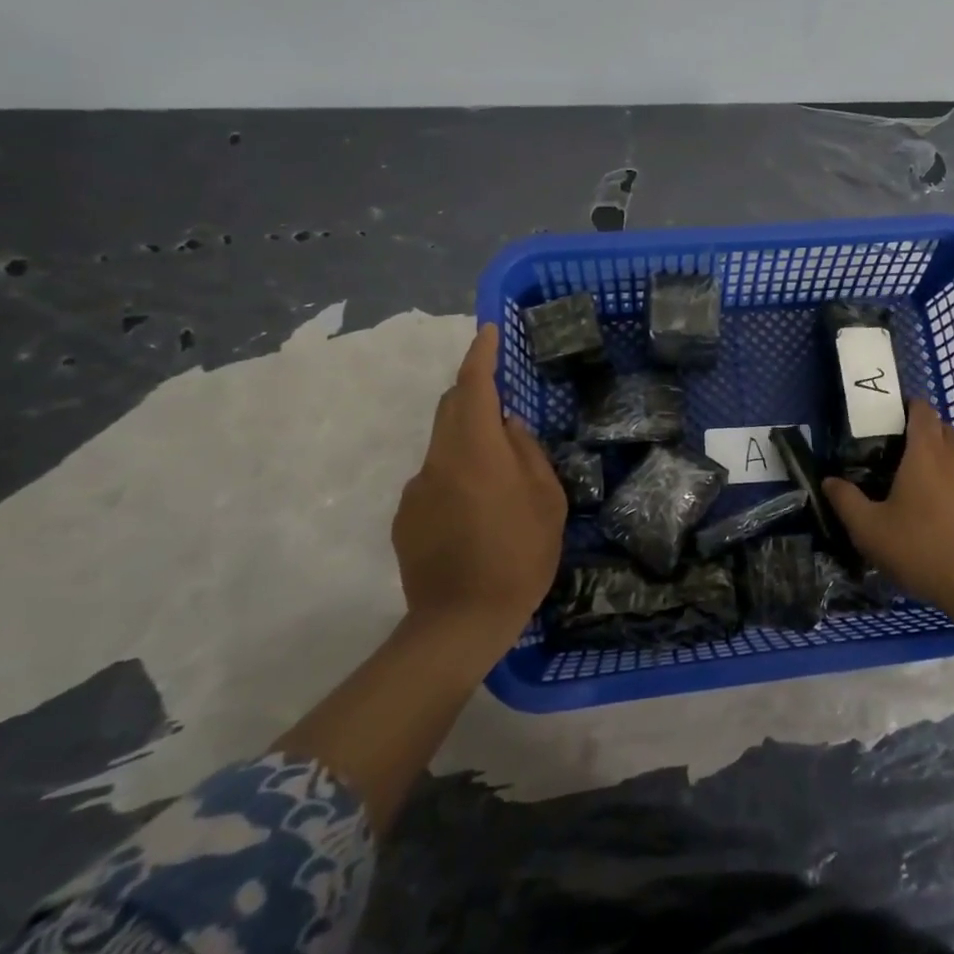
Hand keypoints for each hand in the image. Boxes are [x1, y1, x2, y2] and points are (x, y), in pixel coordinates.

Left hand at [392, 324, 564, 645]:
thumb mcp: (547, 501)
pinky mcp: (406, 517)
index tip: (488, 330)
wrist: (460, 623)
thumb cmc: (519, 556)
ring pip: (443, 446)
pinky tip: (476, 514)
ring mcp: (417, 490)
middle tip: (503, 400)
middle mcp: (438, 460)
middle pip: (450, 408)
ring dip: (468, 442)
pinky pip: (434, 480)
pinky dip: (456, 477)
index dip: (480, 354)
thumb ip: (528, 453)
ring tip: (498, 478)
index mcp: (476, 450)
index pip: (473, 385)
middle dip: (473, 392)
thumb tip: (509, 426)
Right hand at [823, 399, 953, 618]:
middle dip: (924, 432)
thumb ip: (846, 501)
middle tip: (898, 453)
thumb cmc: (922, 549)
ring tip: (919, 485)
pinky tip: (944, 514)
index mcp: (926, 452)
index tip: (890, 418)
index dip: (908, 407)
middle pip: (943, 429)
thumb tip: (829, 481)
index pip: (922, 410)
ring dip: (942, 459)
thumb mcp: (870, 530)